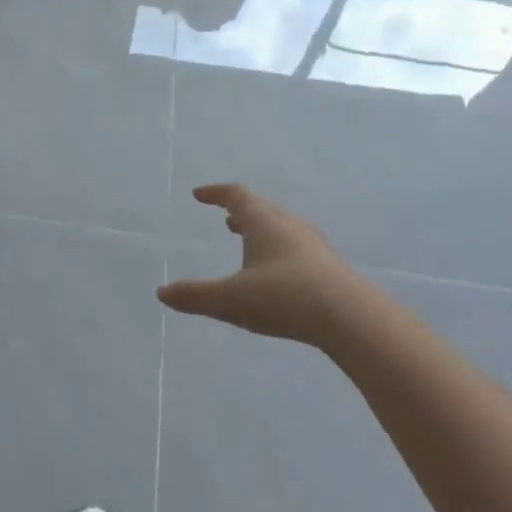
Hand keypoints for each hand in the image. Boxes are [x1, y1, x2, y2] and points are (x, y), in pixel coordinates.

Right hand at [158, 184, 362, 346]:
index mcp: (263, 222)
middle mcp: (289, 225)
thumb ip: (195, 296)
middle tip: (227, 220)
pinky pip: (299, 249)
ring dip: (263, 231)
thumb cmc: (283, 297)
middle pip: (262, 209)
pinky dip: (281, 251)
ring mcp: (314, 245)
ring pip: (283, 229)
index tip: (199, 194)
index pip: (236, 196)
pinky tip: (282, 274)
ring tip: (251, 243)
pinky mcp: (330, 267)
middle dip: (241, 213)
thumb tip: (161, 292)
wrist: (350, 317)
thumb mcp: (231, 300)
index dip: (216, 193)